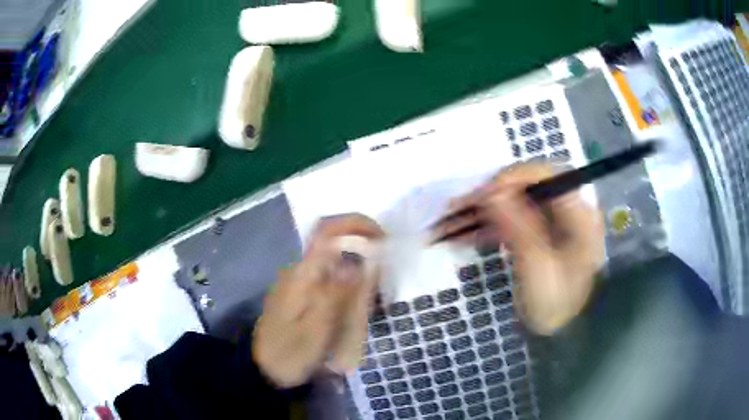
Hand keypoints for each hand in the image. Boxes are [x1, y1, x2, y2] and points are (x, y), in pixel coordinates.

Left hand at [252, 214, 383, 387]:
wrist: (265, 369)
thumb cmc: (291, 352)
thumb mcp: (317, 329)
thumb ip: (337, 293)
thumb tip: (358, 261)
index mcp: (302, 274)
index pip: (327, 231)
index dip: (356, 224)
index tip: (383, 237)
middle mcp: (300, 270)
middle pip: (334, 244)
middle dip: (363, 249)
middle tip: (384, 276)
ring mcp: (299, 282)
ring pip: (334, 262)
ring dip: (357, 269)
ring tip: (374, 296)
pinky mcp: (301, 294)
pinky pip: (330, 278)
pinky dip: (349, 283)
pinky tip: (356, 305)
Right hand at [433, 164, 604, 334]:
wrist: (560, 335)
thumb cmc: (555, 305)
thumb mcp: (538, 269)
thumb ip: (518, 227)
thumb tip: (492, 191)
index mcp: (580, 215)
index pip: (548, 176)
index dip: (515, 177)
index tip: (484, 193)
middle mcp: (569, 211)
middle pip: (528, 188)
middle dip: (492, 194)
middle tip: (459, 207)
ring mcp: (553, 223)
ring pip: (516, 203)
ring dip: (485, 211)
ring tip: (452, 223)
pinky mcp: (540, 234)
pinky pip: (513, 220)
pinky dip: (489, 225)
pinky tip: (465, 235)